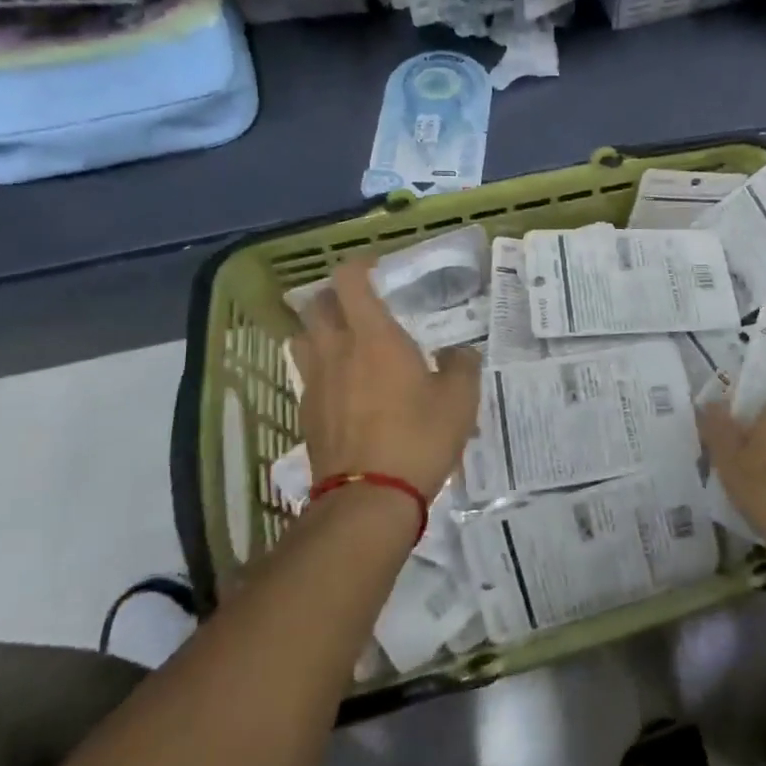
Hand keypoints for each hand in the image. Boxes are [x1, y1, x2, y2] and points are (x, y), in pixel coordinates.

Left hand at [292, 259, 481, 501]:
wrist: (369, 500)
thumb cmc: (419, 437)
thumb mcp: (461, 399)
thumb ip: (462, 365)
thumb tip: (458, 353)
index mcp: (373, 336)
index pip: (349, 280)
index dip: (359, 266)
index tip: (377, 269)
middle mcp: (336, 351)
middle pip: (317, 305)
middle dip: (335, 296)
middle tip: (362, 304)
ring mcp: (315, 383)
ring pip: (303, 338)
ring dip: (320, 330)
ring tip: (347, 342)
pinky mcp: (306, 414)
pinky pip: (308, 376)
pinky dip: (323, 370)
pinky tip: (346, 390)